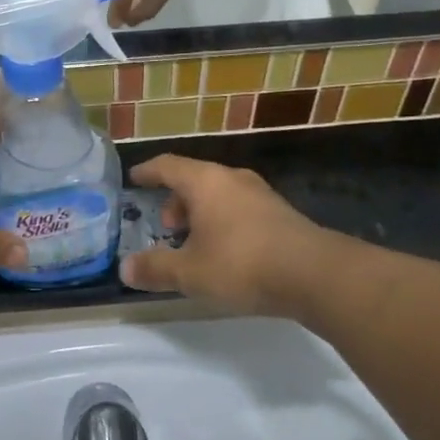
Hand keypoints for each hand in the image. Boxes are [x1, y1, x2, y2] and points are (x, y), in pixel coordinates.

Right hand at [118, 156, 340, 315]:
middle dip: (175, 200)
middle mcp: (232, 178)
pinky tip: (225, 251)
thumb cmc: (242, 263)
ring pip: (219, 194)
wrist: (314, 274)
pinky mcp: (280, 214)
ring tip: (193, 242)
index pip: (167, 165)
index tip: (134, 178)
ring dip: (200, 213)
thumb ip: (156, 269)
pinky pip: (239, 208)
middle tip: (165, 225)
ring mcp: (260, 194)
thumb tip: (125, 268)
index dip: (148, 171)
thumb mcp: (190, 273)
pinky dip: (223, 221)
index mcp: (205, 181)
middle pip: (195, 179)